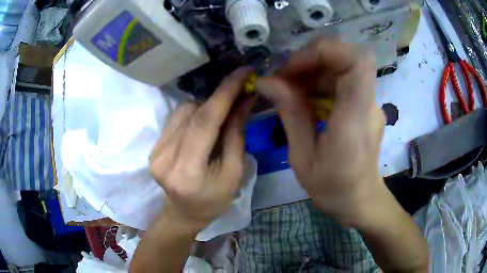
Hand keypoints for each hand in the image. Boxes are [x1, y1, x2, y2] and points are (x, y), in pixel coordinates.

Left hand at [149, 67, 252, 229]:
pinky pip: (176, 119)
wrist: (185, 213)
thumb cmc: (215, 200)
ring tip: (221, 119)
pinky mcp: (153, 148)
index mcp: (188, 171)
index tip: (242, 72)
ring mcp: (155, 152)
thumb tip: (244, 99)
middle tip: (240, 91)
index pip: (206, 122)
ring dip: (206, 107)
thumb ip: (236, 135)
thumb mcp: (234, 172)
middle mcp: (165, 158)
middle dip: (219, 97)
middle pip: (193, 112)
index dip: (225, 93)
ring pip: (183, 111)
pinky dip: (194, 115)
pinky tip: (204, 126)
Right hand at [256, 39, 385, 225]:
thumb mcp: (303, 157)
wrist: (360, 200)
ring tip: (288, 88)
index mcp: (355, 118)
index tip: (292, 66)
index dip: (324, 51)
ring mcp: (369, 102)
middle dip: (309, 60)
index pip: (356, 61)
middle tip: (282, 78)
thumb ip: (290, 114)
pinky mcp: (365, 104)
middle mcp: (368, 103)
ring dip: (312, 69)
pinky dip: (319, 80)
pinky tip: (304, 96)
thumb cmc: (332, 187)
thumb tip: (266, 82)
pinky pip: (342, 79)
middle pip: (345, 57)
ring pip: (341, 66)